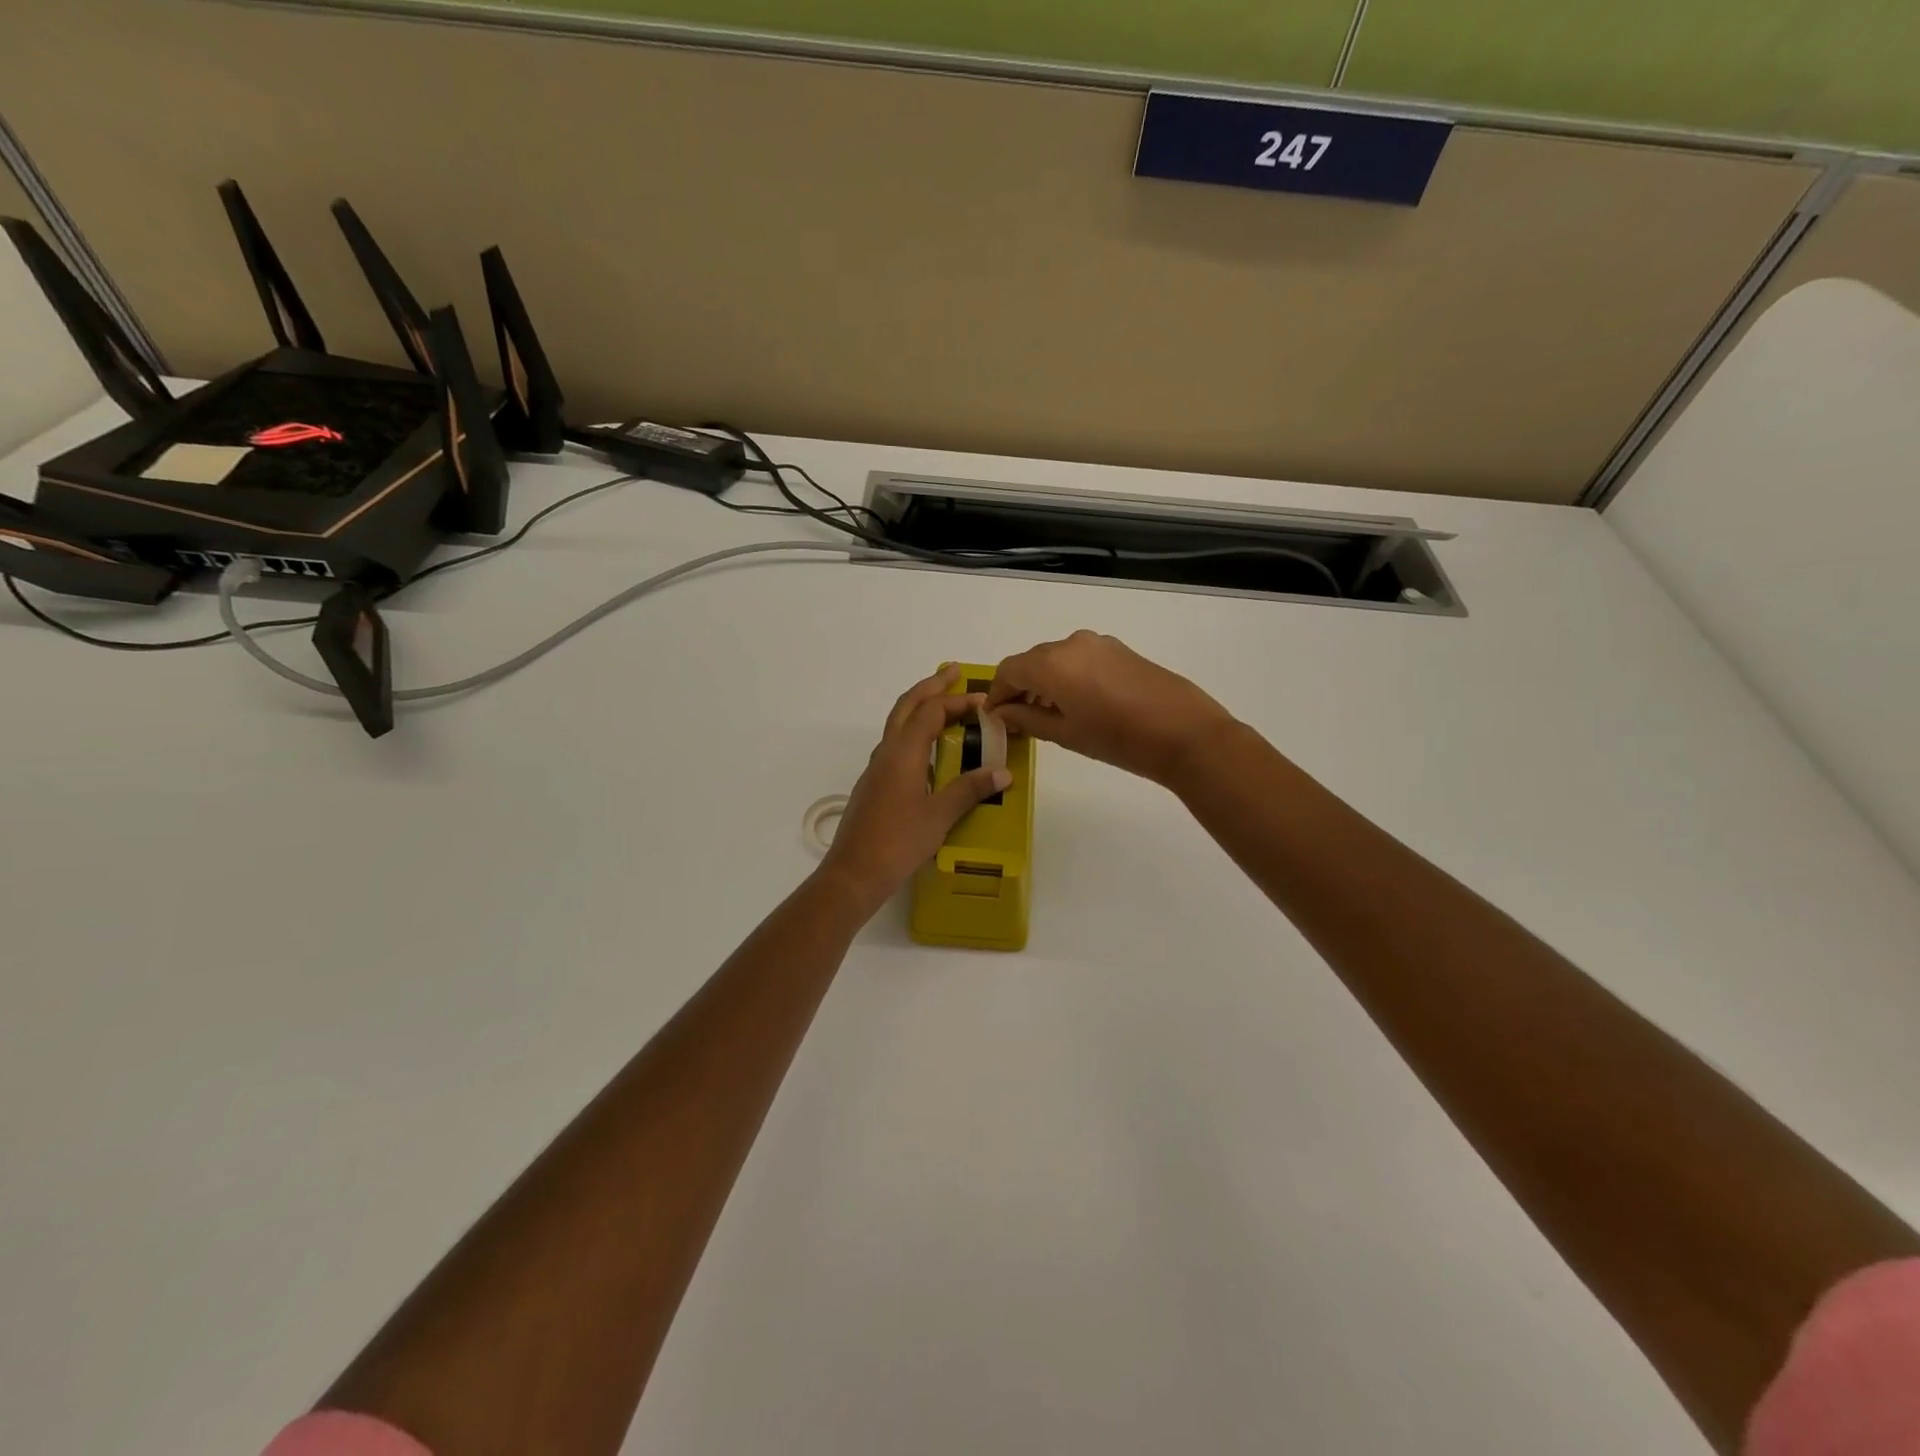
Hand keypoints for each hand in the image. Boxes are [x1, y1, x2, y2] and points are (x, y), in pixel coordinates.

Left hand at [818, 665, 1011, 913]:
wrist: (854, 873)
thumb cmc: (898, 842)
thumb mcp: (939, 816)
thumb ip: (969, 790)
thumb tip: (1002, 772)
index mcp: (903, 753)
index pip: (931, 712)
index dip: (957, 701)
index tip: (983, 700)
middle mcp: (886, 753)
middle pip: (906, 707)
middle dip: (930, 687)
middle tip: (952, 672)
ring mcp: (876, 769)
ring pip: (897, 725)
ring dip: (919, 708)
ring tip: (943, 705)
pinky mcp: (873, 786)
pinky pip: (895, 745)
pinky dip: (913, 733)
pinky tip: (927, 751)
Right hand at [986, 630, 1236, 785]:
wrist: (1185, 734)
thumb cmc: (1119, 740)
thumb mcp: (1066, 735)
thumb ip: (1028, 719)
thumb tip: (1003, 713)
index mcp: (1052, 664)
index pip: (1009, 670)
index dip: (997, 693)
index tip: (994, 716)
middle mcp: (1071, 644)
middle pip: (1032, 661)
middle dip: (1020, 687)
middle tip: (1018, 719)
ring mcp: (1098, 643)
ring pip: (1057, 658)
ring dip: (1044, 682)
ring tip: (1047, 715)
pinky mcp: (1120, 649)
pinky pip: (1080, 658)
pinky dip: (1067, 676)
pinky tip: (1077, 704)